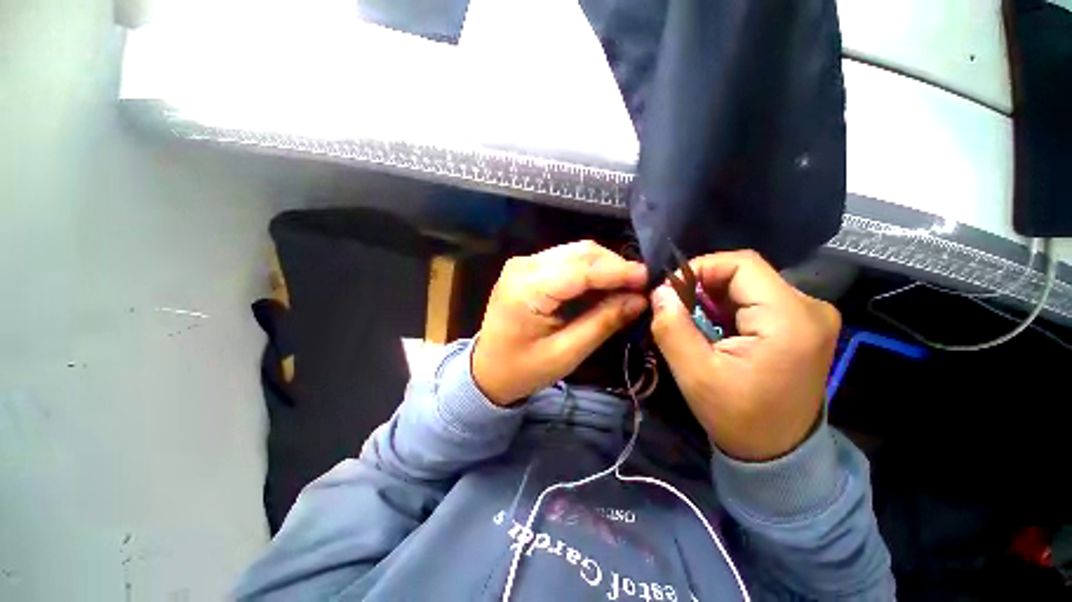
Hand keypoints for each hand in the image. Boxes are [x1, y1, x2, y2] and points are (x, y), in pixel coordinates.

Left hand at [473, 241, 647, 405]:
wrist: (487, 370)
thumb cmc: (523, 369)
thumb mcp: (566, 353)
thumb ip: (603, 322)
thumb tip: (639, 300)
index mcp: (527, 288)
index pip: (582, 269)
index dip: (619, 271)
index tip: (650, 278)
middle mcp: (524, 265)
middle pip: (580, 253)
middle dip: (614, 267)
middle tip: (640, 287)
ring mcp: (525, 263)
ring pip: (576, 253)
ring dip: (604, 267)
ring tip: (626, 288)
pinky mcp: (529, 268)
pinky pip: (566, 260)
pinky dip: (589, 271)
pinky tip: (603, 287)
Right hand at [650, 251, 840, 461]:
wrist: (779, 453)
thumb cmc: (738, 417)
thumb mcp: (695, 375)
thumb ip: (672, 328)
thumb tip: (659, 291)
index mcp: (790, 319)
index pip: (742, 264)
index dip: (700, 268)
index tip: (671, 291)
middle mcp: (810, 308)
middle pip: (746, 273)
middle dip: (703, 286)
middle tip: (677, 310)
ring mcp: (810, 316)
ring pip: (749, 285)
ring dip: (714, 298)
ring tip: (693, 323)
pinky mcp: (803, 324)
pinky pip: (757, 299)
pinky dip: (728, 308)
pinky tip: (715, 329)